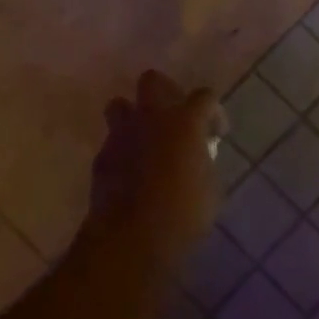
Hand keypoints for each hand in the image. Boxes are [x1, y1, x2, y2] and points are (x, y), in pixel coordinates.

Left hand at [87, 71, 220, 260]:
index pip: (204, 97)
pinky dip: (123, 148)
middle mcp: (151, 118)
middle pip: (152, 80)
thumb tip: (199, 156)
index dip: (214, 112)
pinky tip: (132, 170)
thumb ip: (204, 162)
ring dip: (135, 115)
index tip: (217, 133)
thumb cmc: (183, 214)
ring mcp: (121, 134)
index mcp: (185, 122)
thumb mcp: (210, 188)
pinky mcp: (102, 156)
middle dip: (165, 91)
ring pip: (121, 105)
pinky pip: (113, 140)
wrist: (132, 237)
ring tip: (147, 138)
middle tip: (176, 117)